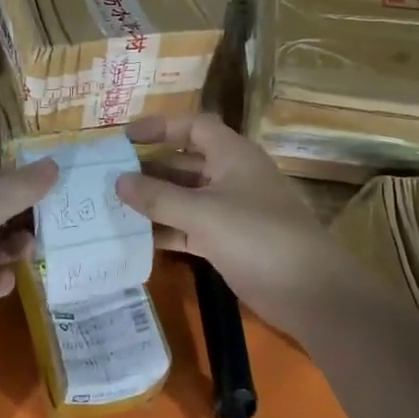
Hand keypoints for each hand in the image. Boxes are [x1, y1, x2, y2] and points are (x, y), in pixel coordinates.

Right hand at [114, 115, 384, 340]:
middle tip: (108, 177)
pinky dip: (167, 231)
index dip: (160, 127)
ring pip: (185, 198)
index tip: (124, 138)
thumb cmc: (258, 236)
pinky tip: (136, 239)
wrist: (310, 290)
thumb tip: (118, 180)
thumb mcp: (203, 213)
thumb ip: (159, 196)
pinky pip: (190, 228)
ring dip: (154, 202)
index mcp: (232, 155)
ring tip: (112, 207)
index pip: (193, 127)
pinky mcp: (229, 242)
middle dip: (149, 168)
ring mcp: (231, 211)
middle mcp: (231, 177)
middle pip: (185, 163)